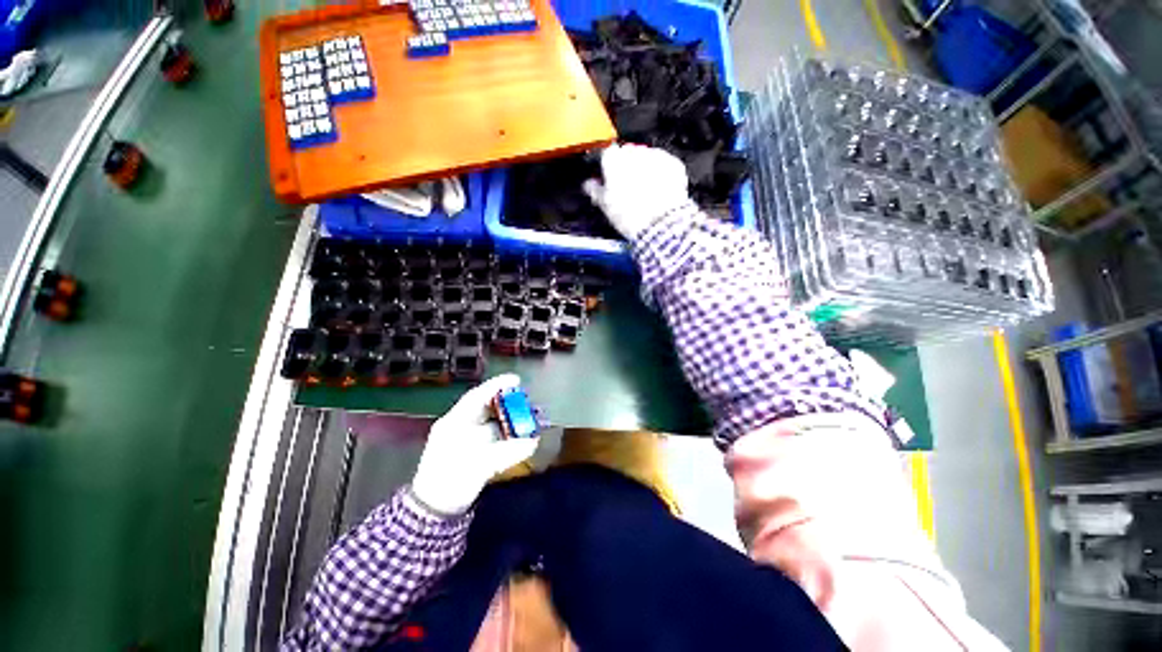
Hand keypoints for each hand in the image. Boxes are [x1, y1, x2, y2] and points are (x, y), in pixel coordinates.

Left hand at [411, 374, 539, 514]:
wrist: (434, 512)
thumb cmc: (450, 484)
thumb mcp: (479, 466)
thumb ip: (508, 452)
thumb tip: (534, 441)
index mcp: (455, 422)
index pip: (477, 396)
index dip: (497, 386)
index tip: (517, 380)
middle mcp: (462, 426)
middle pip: (488, 407)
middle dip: (509, 403)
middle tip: (528, 401)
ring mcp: (467, 438)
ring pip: (493, 421)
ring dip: (511, 419)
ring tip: (531, 417)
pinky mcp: (474, 450)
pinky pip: (494, 436)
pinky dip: (509, 434)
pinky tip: (523, 435)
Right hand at [583, 144, 690, 240]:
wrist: (660, 224)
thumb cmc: (629, 215)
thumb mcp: (605, 206)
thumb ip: (595, 190)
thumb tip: (589, 184)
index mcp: (614, 159)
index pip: (606, 154)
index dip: (608, 168)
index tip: (609, 180)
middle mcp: (635, 151)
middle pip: (628, 154)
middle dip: (627, 167)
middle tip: (627, 189)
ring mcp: (656, 156)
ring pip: (647, 158)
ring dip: (645, 169)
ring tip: (645, 192)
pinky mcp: (674, 164)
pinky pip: (664, 165)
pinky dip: (661, 174)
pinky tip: (658, 191)